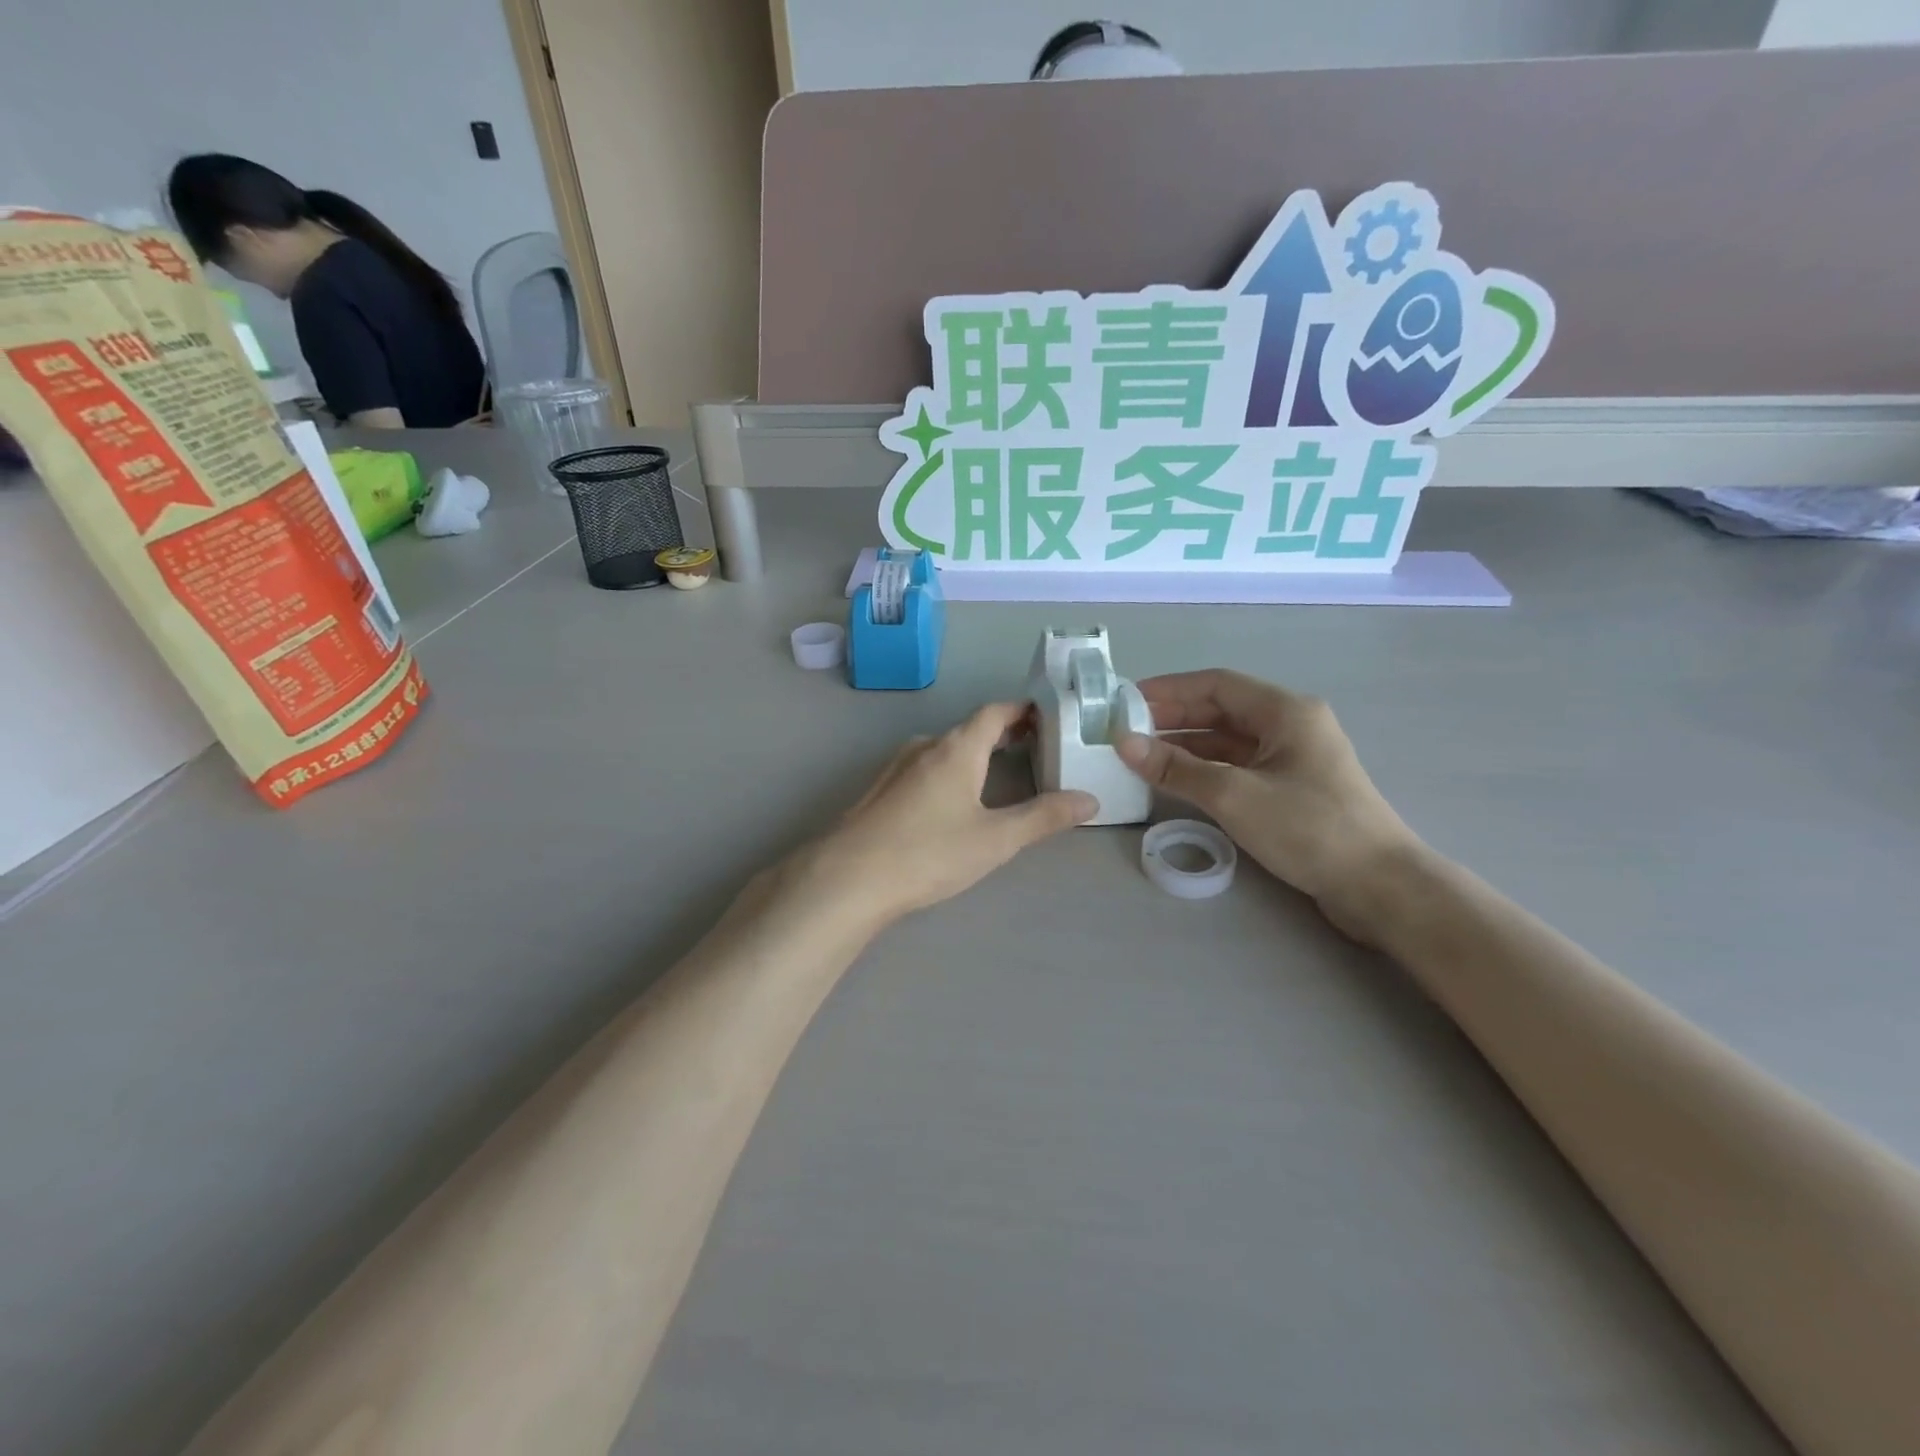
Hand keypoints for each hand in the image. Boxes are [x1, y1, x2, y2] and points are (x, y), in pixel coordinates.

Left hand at [807, 703, 1097, 928]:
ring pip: (944, 748)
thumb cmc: (929, 853)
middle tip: (1033, 747)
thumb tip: (1089, 800)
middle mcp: (925, 746)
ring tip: (999, 773)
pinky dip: (948, 770)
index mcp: (956, 748)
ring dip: (973, 753)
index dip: (1022, 710)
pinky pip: (923, 767)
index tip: (1047, 716)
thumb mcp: (996, 839)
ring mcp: (896, 766)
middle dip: (1002, 733)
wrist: (849, 878)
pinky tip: (952, 800)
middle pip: (969, 729)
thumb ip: (1043, 817)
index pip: (994, 712)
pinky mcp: (879, 790)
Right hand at [1116, 670, 1418, 939]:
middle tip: (1126, 730)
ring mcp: (1293, 758)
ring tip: (1141, 756)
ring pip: (1228, 740)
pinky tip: (1177, 780)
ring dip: (1186, 745)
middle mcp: (1290, 725)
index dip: (1168, 689)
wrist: (1379, 886)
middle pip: (1222, 710)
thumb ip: (1176, 768)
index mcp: (1285, 711)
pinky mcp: (1292, 788)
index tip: (1126, 701)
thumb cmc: (1309, 828)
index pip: (1216, 684)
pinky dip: (1206, 769)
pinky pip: (1239, 766)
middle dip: (1173, 717)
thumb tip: (1123, 743)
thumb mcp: (1234, 795)